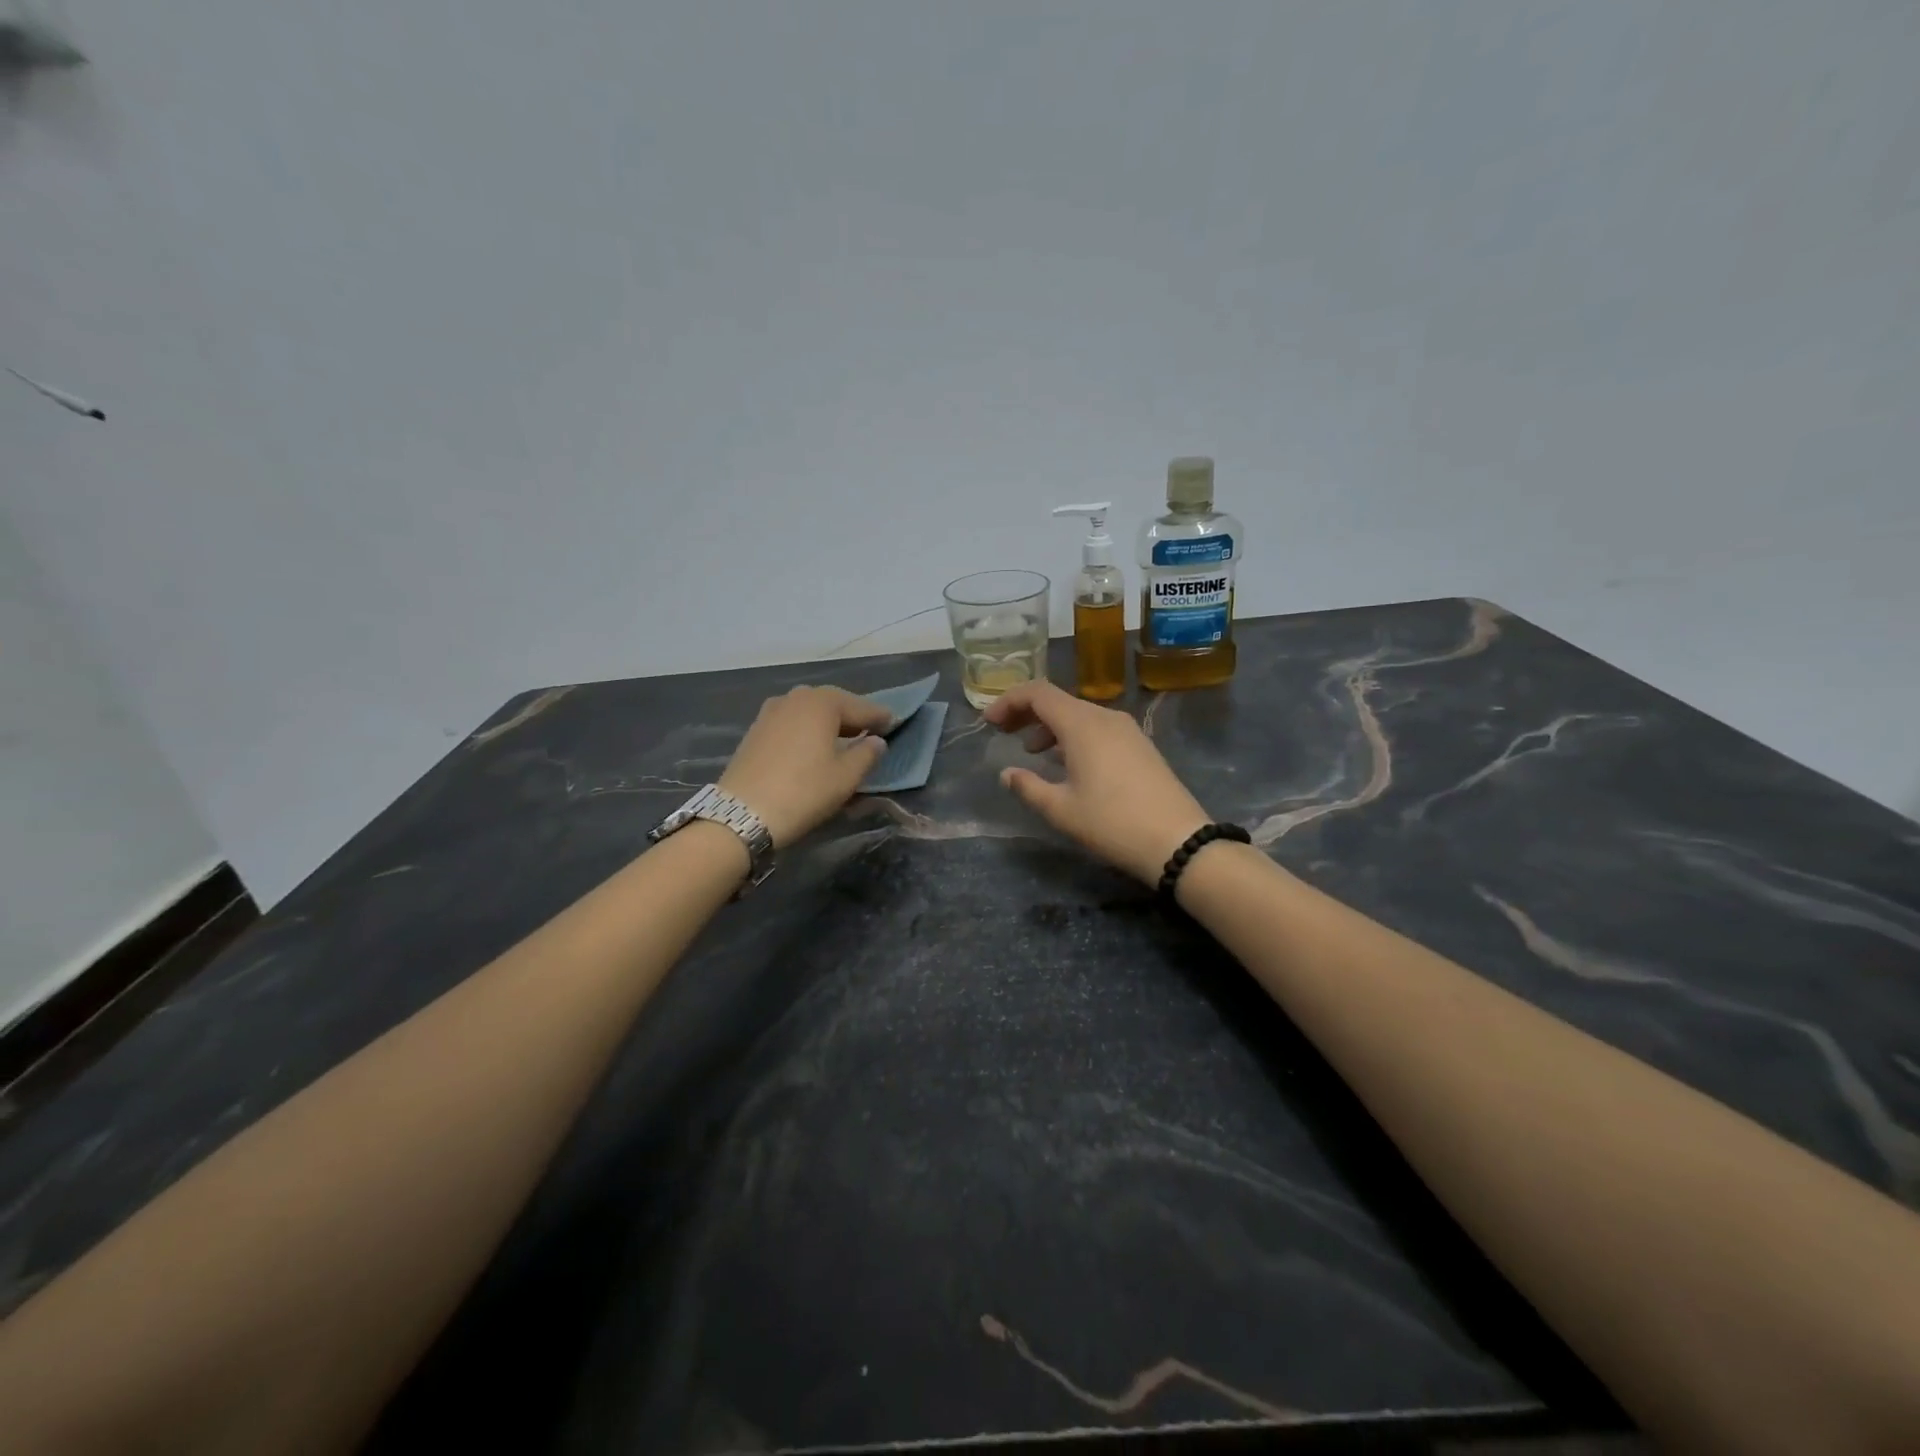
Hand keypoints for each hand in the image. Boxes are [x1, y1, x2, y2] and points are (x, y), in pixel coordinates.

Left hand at [718, 686, 891, 847]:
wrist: (742, 814)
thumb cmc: (804, 792)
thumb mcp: (846, 777)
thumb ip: (867, 754)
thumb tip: (876, 741)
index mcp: (821, 702)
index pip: (860, 706)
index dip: (880, 717)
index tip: (895, 722)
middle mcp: (795, 698)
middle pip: (833, 703)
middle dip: (852, 716)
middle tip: (870, 730)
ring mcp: (771, 712)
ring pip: (809, 712)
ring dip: (828, 723)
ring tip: (842, 739)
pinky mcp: (756, 730)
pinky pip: (792, 723)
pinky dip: (807, 730)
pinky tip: (813, 746)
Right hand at [985, 681, 1211, 885]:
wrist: (1178, 841)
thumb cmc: (1112, 823)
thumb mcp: (1061, 810)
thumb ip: (1028, 787)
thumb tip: (1007, 774)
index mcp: (1082, 724)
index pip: (1038, 692)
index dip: (1009, 701)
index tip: (989, 723)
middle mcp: (1105, 717)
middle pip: (1058, 700)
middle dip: (1027, 712)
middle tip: (1003, 733)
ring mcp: (1127, 730)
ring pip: (1079, 714)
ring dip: (1050, 726)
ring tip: (1031, 751)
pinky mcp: (1140, 745)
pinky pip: (1097, 728)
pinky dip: (1073, 736)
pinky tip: (1067, 763)